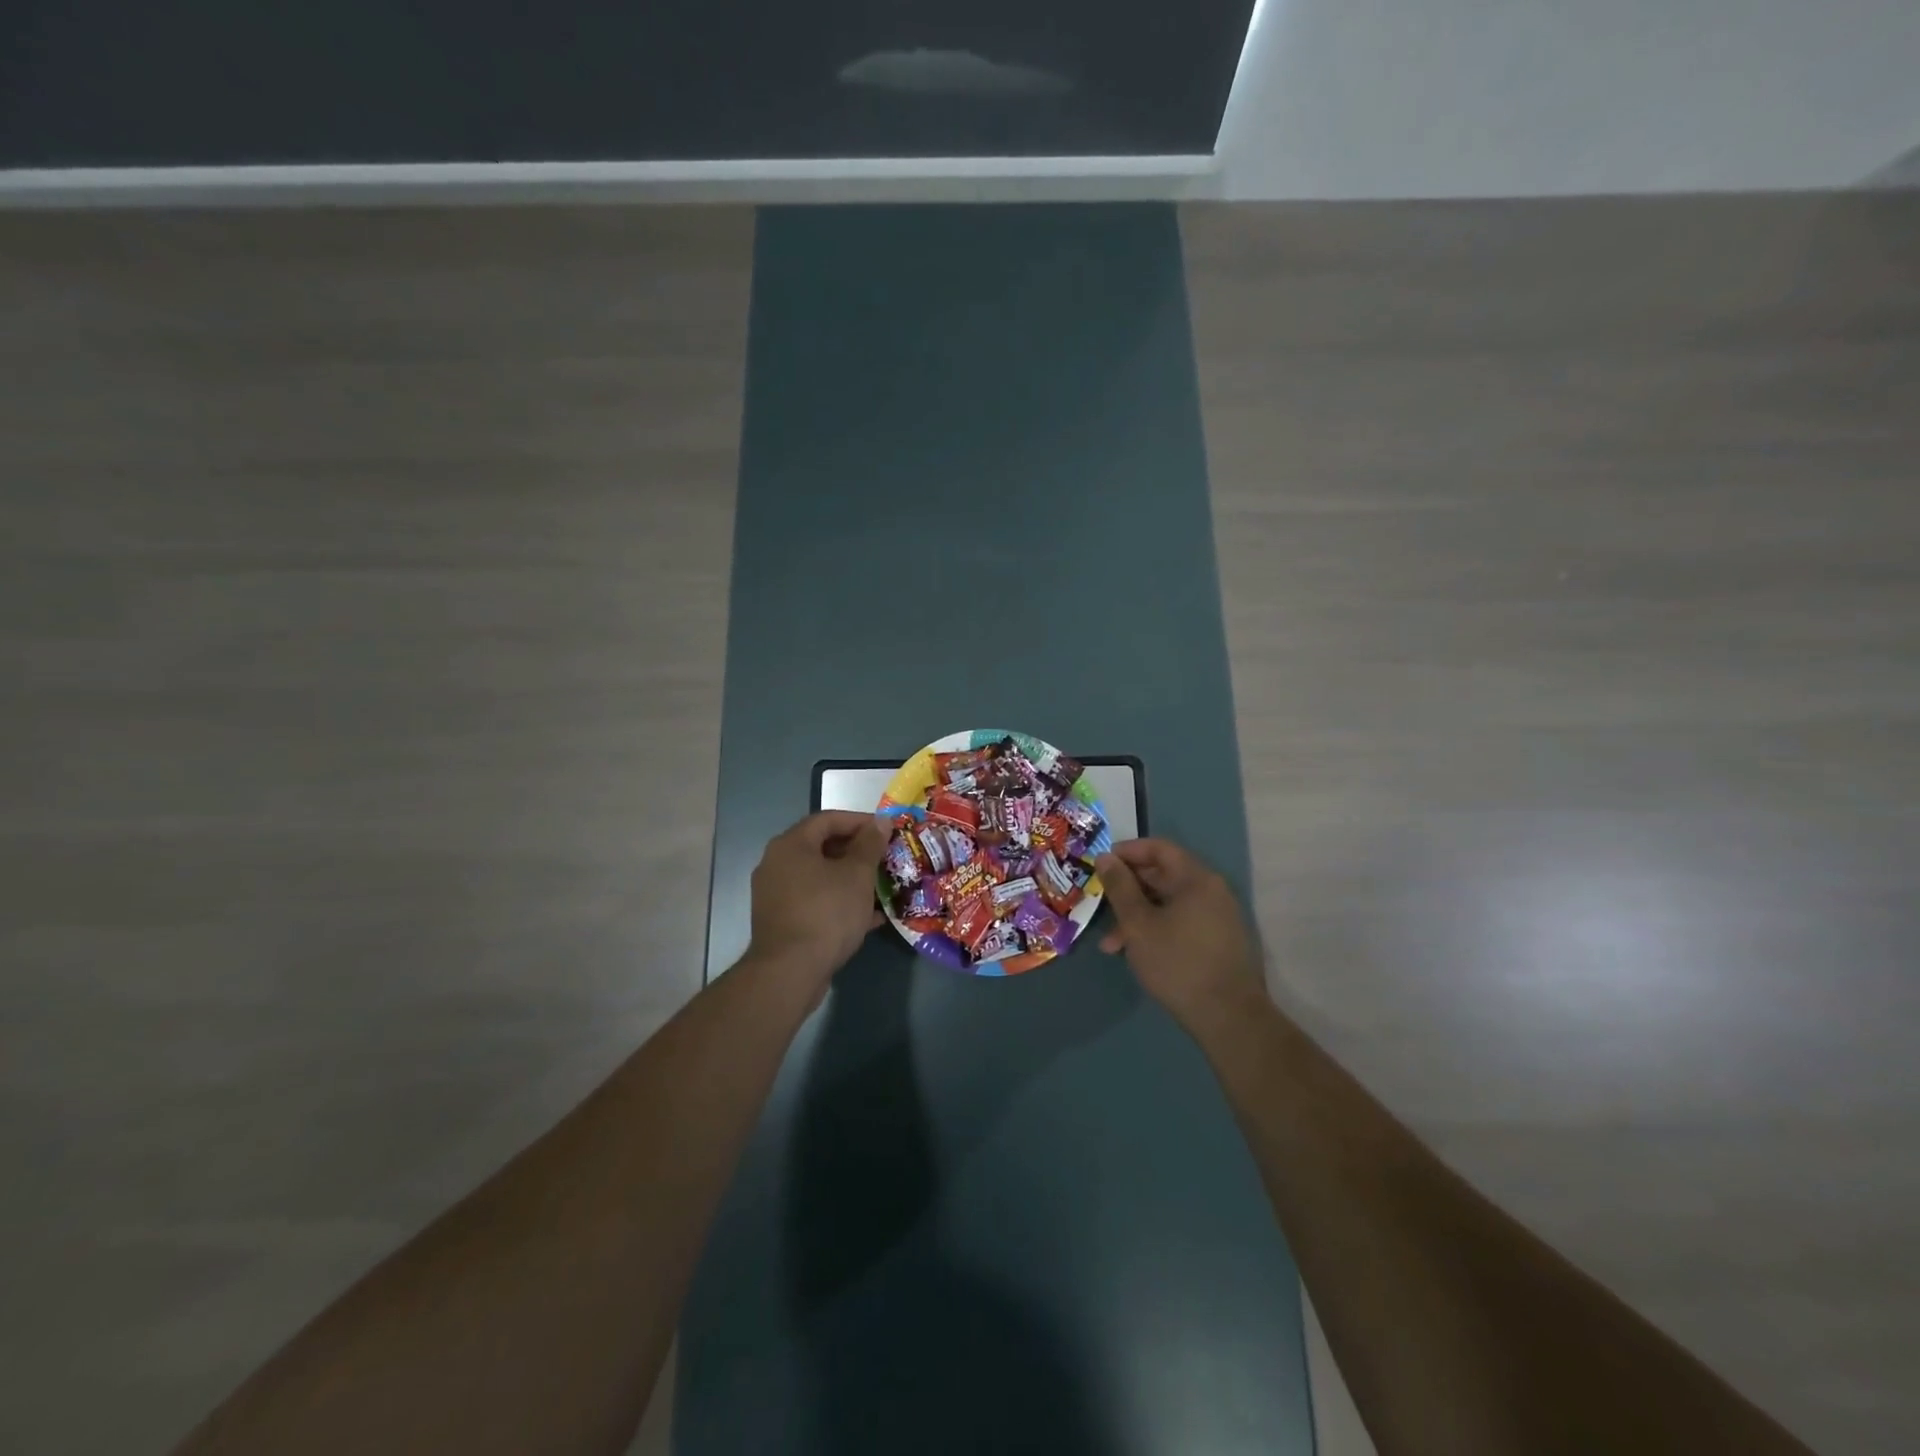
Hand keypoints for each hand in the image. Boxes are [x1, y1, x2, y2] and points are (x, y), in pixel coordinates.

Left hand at [748, 810, 889, 981]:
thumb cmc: (826, 913)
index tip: (887, 830)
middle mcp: (777, 864)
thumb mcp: (857, 875)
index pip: (828, 820)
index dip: (860, 821)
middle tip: (885, 858)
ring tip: (881, 886)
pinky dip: (839, 902)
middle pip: (822, 847)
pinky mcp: (781, 921)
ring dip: (851, 879)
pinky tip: (869, 917)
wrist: (790, 972)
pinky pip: (815, 901)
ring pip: (820, 877)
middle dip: (857, 852)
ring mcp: (776, 894)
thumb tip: (881, 821)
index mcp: (791, 845)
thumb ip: (870, 844)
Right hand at [1095, 839, 1267, 1027]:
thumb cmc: (1178, 963)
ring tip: (1112, 946)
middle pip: (1163, 876)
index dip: (1127, 852)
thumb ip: (1119, 887)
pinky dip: (1156, 929)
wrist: (1229, 1018)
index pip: (1159, 848)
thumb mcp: (1138, 924)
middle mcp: (1212, 891)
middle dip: (1127, 890)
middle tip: (1100, 905)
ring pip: (1169, 904)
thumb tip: (1105, 857)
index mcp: (1196, 879)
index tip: (1100, 865)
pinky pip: (1181, 922)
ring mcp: (1218, 917)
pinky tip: (1137, 954)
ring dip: (1138, 916)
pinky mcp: (1218, 941)